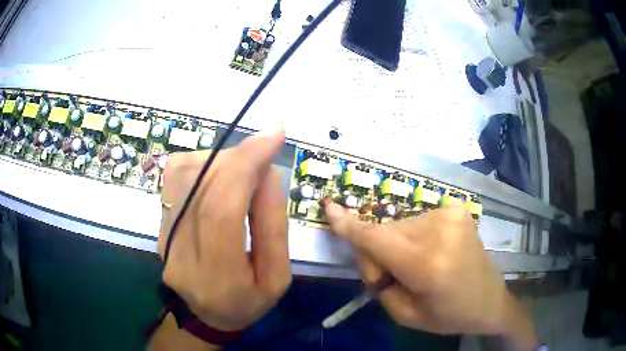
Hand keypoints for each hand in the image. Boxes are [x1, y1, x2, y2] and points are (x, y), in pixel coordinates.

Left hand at [158, 130, 291, 331]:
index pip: (221, 209)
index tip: (273, 135)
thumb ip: (273, 226)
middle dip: (238, 157)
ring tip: (243, 170)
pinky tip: (219, 175)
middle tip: (264, 152)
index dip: (246, 165)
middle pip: (201, 185)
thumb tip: (267, 173)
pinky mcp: (159, 224)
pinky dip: (202, 163)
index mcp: (217, 276)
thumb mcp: (276, 277)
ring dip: (220, 159)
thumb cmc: (247, 302)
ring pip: (184, 174)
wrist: (206, 315)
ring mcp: (163, 236)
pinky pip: (175, 177)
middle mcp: (181, 252)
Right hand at [325, 204, 536, 345]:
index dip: (350, 226)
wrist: (489, 299)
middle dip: (379, 252)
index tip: (328, 207)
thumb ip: (379, 283)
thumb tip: (367, 251)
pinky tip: (432, 251)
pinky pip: (417, 220)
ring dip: (398, 244)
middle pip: (386, 232)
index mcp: (428, 265)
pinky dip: (415, 236)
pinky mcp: (457, 210)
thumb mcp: (405, 314)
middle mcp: (440, 232)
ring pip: (400, 225)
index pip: (378, 240)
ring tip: (418, 266)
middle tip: (393, 276)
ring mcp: (451, 216)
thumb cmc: (448, 315)